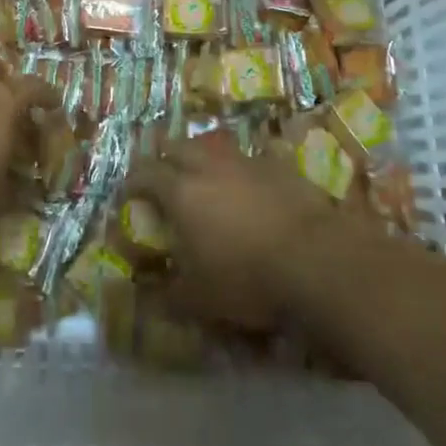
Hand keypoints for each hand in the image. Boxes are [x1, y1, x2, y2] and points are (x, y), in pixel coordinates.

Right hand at [128, 136, 338, 330]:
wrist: (316, 259)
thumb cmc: (247, 279)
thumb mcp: (199, 299)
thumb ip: (165, 295)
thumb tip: (142, 296)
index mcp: (180, 192)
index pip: (144, 174)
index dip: (132, 182)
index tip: (128, 194)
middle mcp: (208, 166)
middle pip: (176, 146)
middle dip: (164, 156)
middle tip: (162, 174)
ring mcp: (245, 161)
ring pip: (213, 147)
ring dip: (202, 158)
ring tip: (204, 176)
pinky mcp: (278, 166)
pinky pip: (250, 158)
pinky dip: (242, 169)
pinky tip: (249, 185)